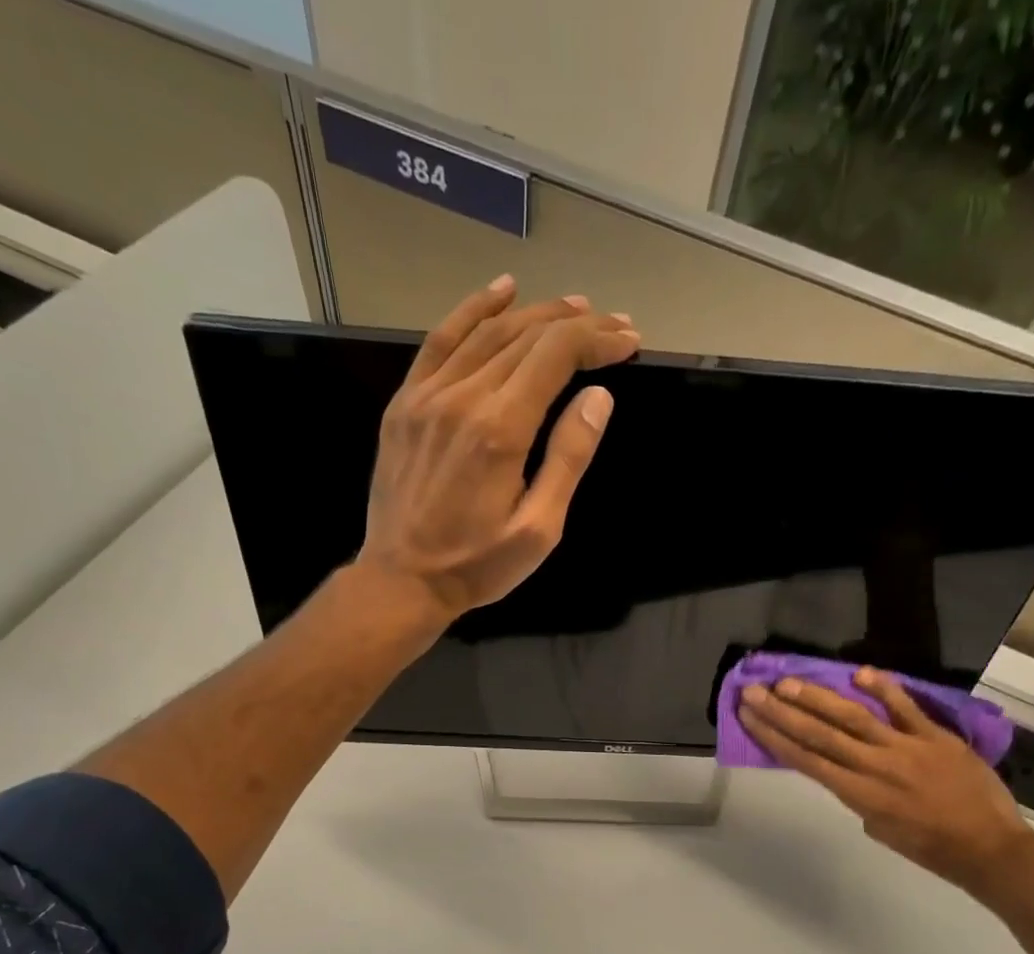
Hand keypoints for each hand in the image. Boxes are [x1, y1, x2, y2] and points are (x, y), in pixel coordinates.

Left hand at [358, 276, 640, 621]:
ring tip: (573, 306)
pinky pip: (440, 341)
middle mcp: (463, 398)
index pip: (556, 356)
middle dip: (576, 325)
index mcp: (501, 429)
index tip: (629, 341)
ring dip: (535, 313)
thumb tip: (598, 397)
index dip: (597, 340)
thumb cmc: (478, 564)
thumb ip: (568, 458)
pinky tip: (501, 292)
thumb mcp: (538, 529)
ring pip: (487, 332)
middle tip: (613, 325)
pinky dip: (473, 310)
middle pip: (526, 336)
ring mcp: (428, 396)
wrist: (403, 580)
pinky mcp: (405, 403)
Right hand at [739, 667, 1033, 904]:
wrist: (989, 848)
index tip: (749, 717)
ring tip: (788, 682)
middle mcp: (875, 767)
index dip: (773, 737)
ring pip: (853, 717)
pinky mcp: (936, 737)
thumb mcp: (882, 831)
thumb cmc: (932, 849)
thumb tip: (852, 772)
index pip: (806, 760)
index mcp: (859, 795)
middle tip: (753, 692)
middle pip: (819, 734)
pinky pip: (906, 708)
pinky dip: (884, 688)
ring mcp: (906, 748)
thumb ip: (861, 798)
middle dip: (781, 712)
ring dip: (817, 697)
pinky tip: (859, 673)